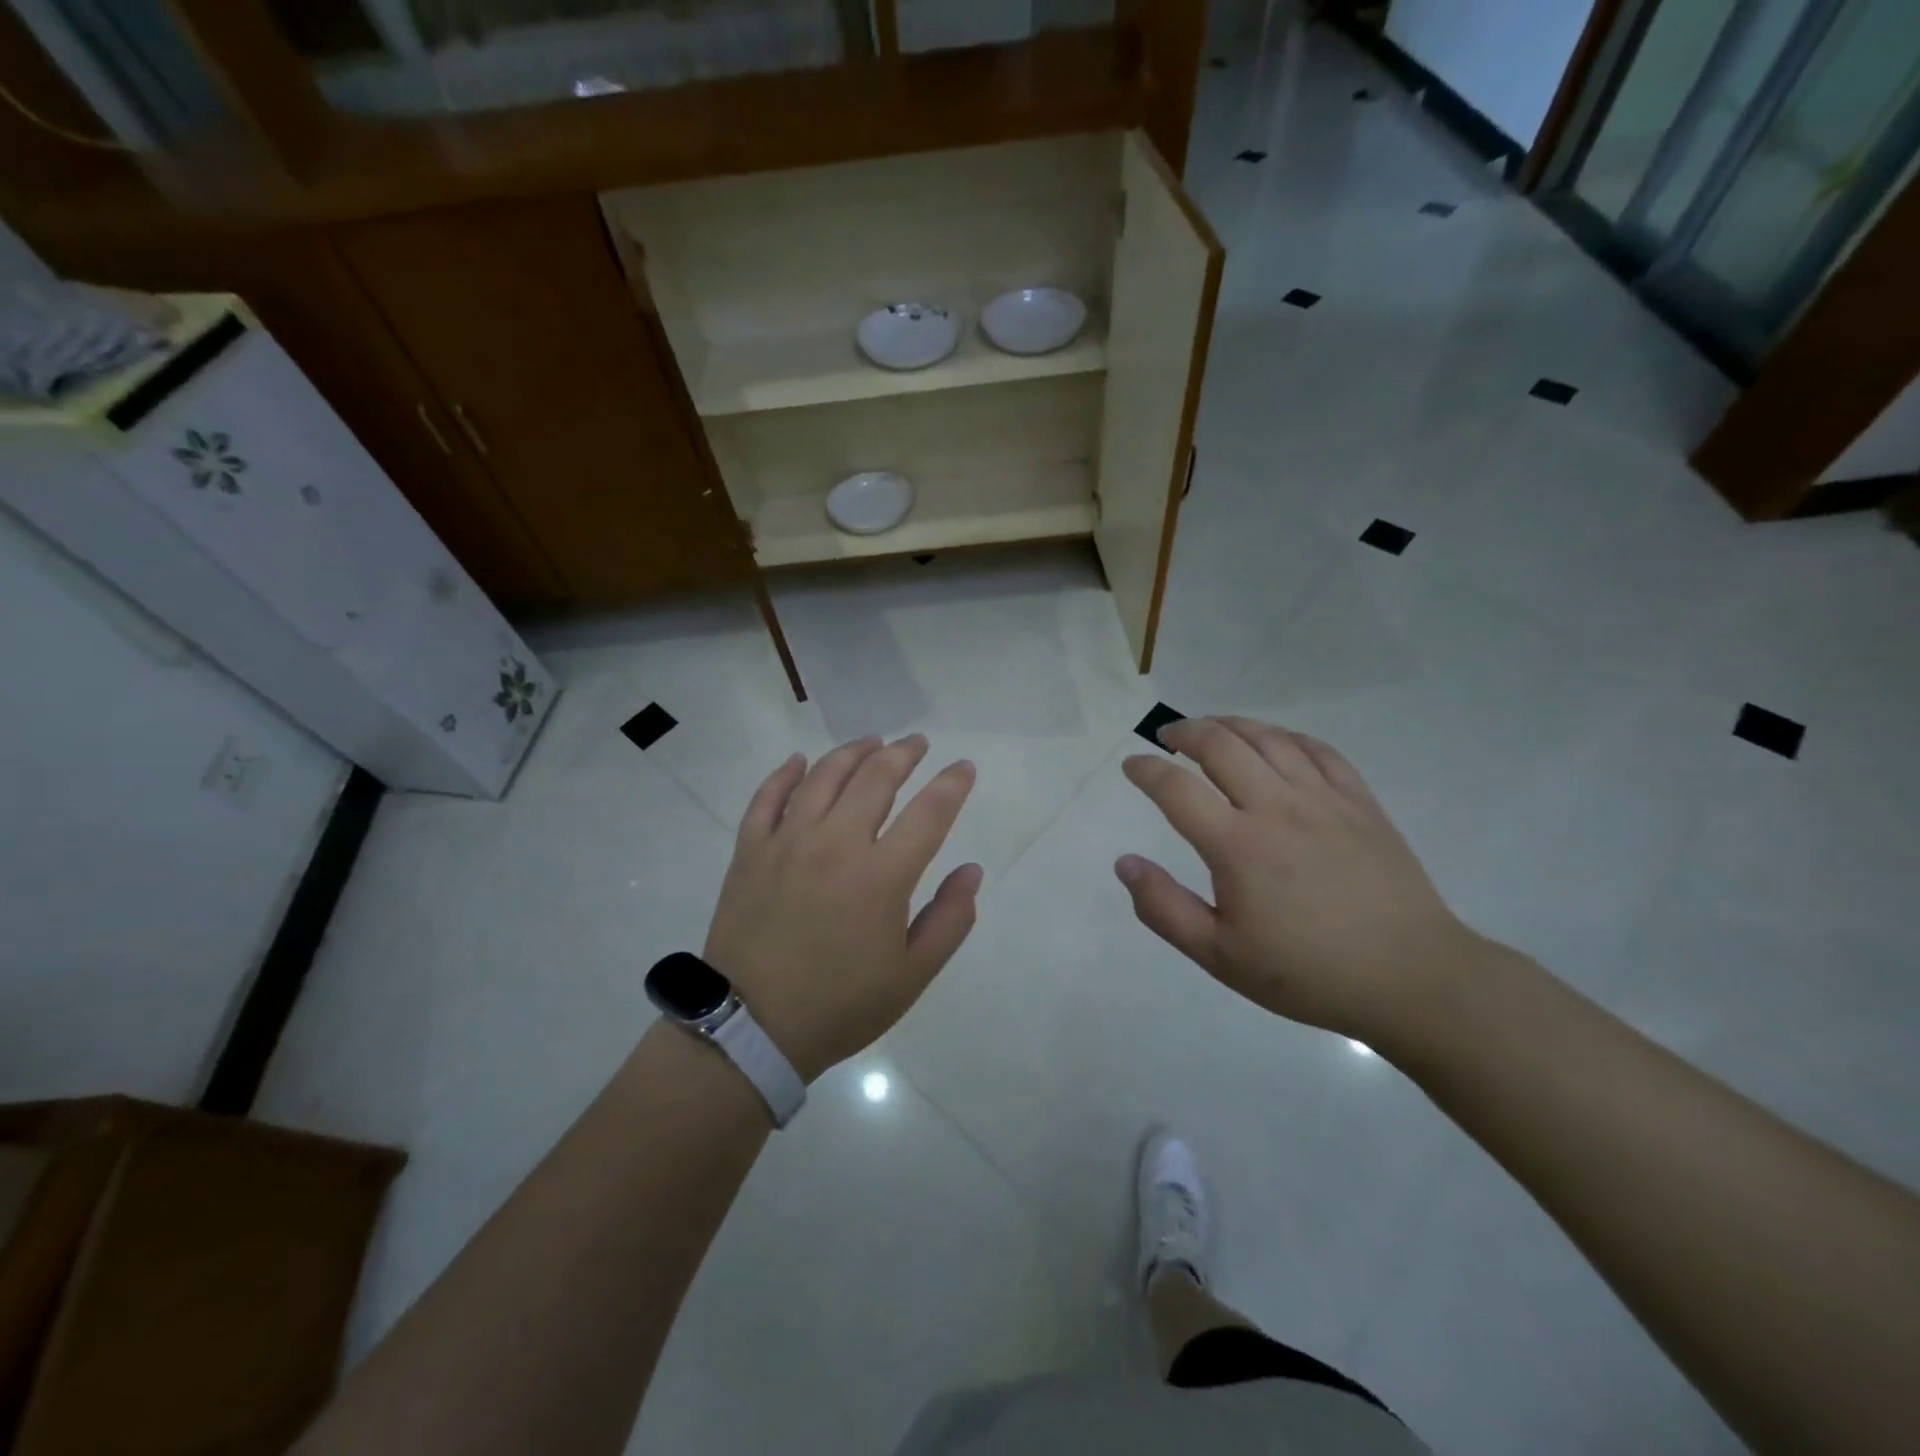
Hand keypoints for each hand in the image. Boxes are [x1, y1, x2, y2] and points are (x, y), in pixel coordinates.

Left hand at [703, 735, 980, 1081]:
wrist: (751, 1029)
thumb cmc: (840, 1005)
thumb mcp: (912, 975)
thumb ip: (950, 919)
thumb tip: (971, 870)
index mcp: (882, 875)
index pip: (929, 812)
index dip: (952, 784)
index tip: (964, 767)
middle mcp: (836, 844)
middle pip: (876, 778)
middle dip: (903, 753)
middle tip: (917, 743)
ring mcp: (788, 842)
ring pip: (824, 776)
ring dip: (853, 752)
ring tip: (872, 742)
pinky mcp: (750, 851)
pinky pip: (767, 797)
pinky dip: (785, 773)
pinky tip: (799, 760)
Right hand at [1116, 716, 1476, 1042]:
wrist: (1411, 978)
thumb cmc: (1306, 972)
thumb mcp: (1219, 956)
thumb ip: (1164, 908)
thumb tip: (1124, 863)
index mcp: (1237, 846)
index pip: (1176, 789)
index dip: (1146, 770)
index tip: (1132, 765)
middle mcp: (1276, 808)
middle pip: (1221, 745)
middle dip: (1185, 732)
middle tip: (1167, 736)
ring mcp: (1323, 800)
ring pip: (1268, 739)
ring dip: (1230, 724)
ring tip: (1211, 728)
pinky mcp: (1360, 803)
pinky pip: (1318, 750)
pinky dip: (1286, 736)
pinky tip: (1274, 741)